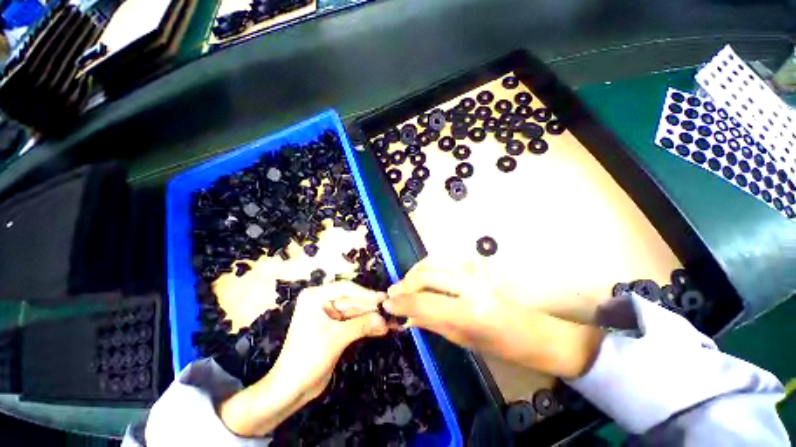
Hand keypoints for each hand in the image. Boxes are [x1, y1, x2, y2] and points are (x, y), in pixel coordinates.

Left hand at [278, 281, 389, 397]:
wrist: (291, 389)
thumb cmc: (309, 357)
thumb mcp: (337, 337)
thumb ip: (362, 325)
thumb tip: (385, 319)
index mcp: (316, 297)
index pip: (346, 288)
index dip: (366, 294)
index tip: (383, 299)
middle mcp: (322, 302)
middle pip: (352, 301)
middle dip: (370, 309)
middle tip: (390, 312)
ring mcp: (328, 315)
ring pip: (355, 312)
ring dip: (371, 318)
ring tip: (390, 323)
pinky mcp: (334, 328)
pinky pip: (353, 323)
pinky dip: (366, 326)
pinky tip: (381, 329)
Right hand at [383, 257, 603, 378]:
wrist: (533, 332)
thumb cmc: (501, 346)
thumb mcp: (462, 341)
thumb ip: (432, 323)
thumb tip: (407, 316)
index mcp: (469, 312)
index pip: (424, 301)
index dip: (402, 301)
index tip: (387, 303)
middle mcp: (470, 286)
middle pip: (427, 275)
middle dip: (406, 282)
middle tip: (394, 292)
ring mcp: (474, 273)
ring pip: (434, 263)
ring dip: (415, 273)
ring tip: (406, 285)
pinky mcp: (476, 268)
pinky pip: (445, 263)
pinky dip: (428, 269)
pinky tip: (422, 279)